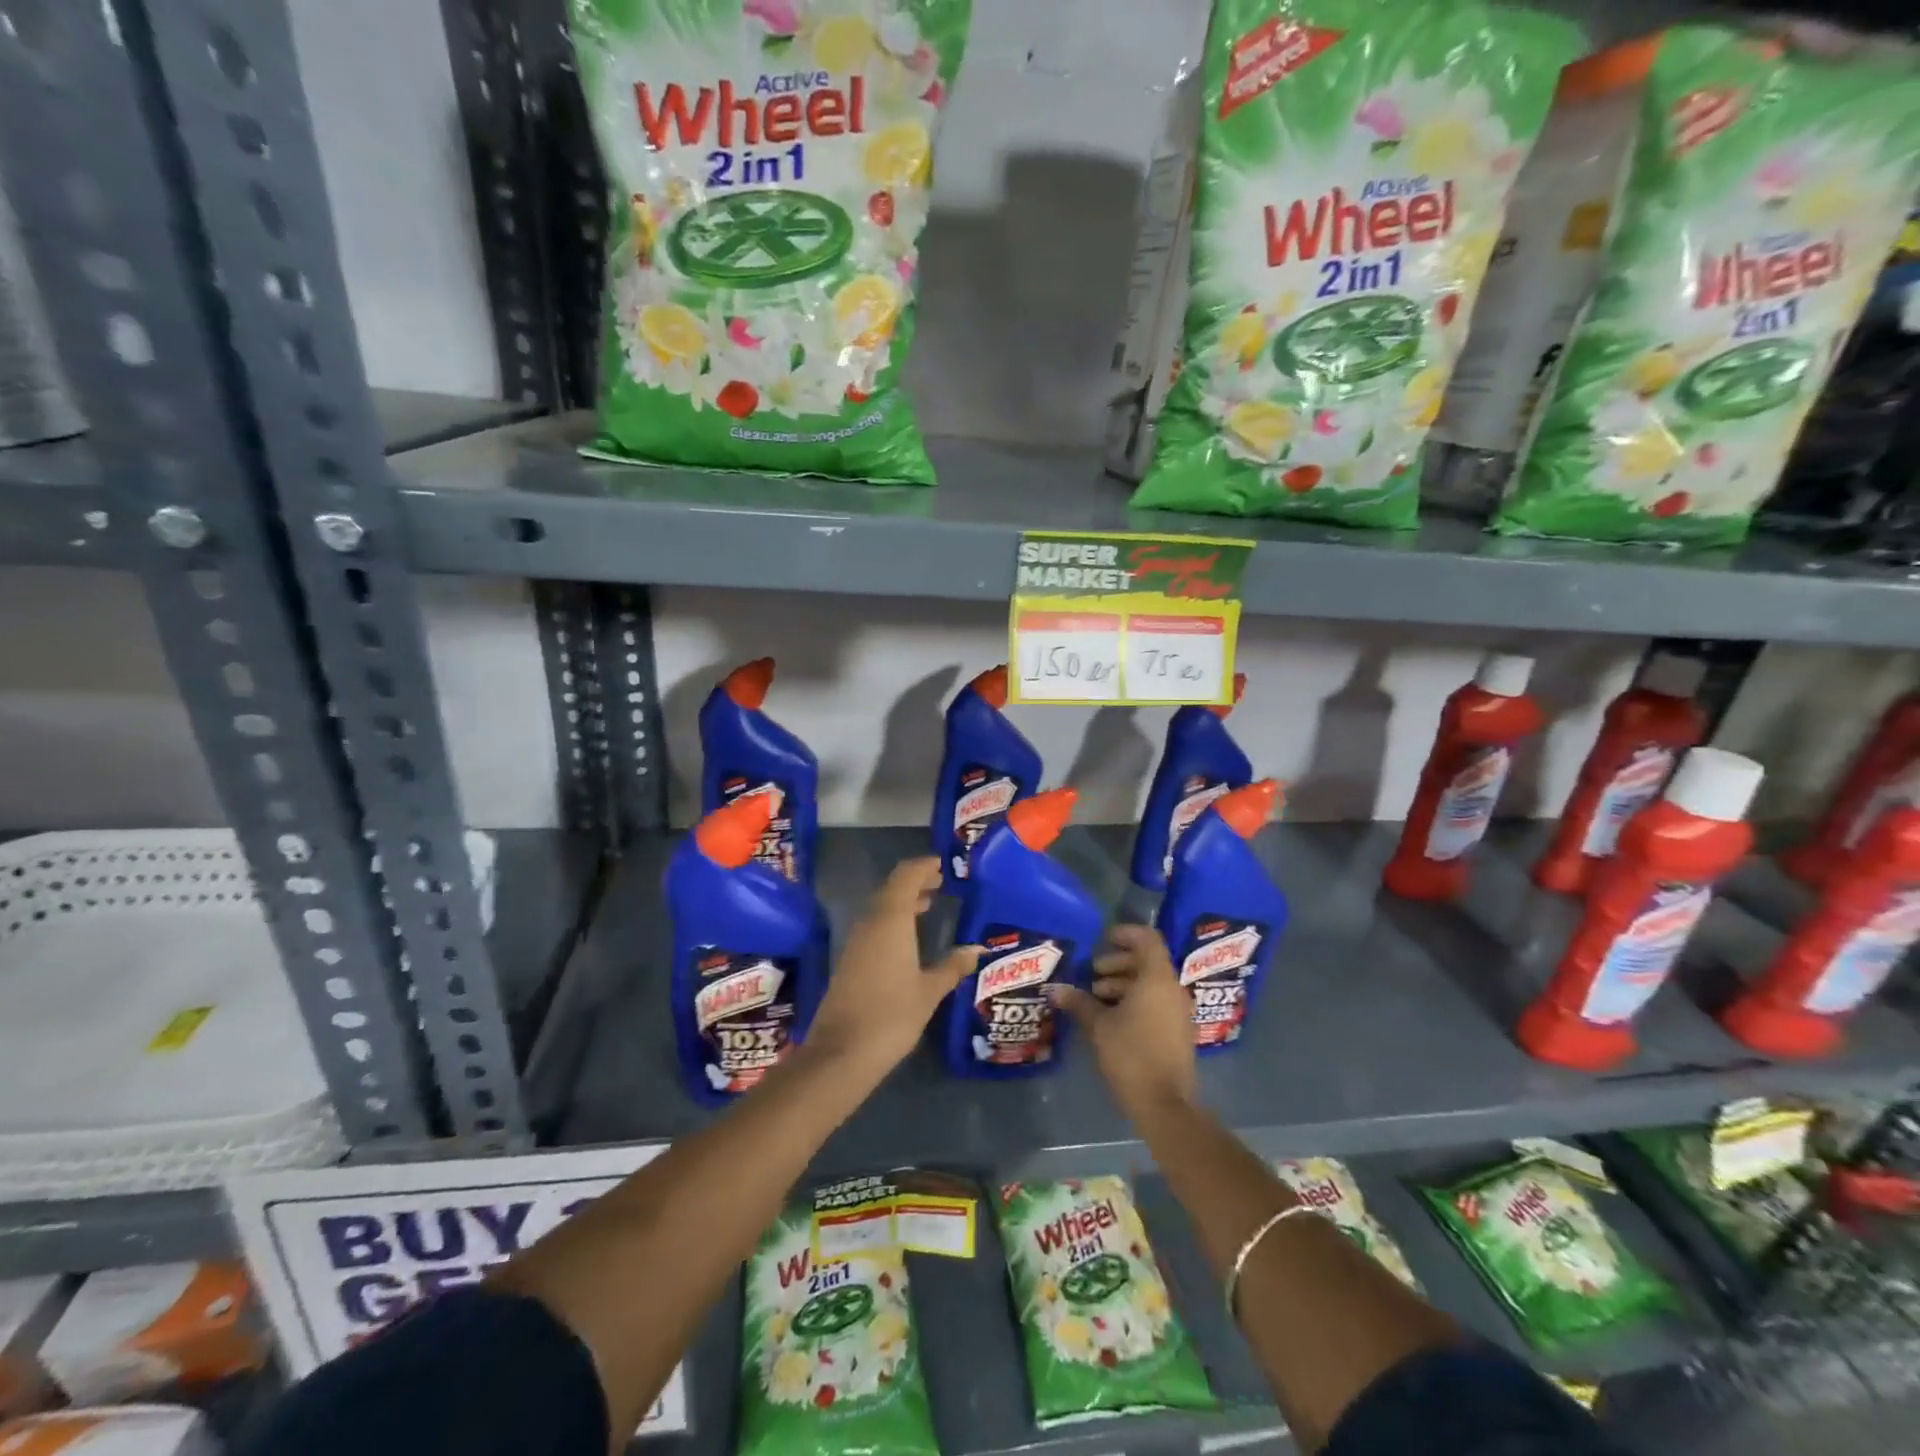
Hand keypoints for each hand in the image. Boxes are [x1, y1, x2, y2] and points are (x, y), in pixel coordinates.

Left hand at [808, 858, 979, 1076]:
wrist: (842, 1052)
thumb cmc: (892, 1015)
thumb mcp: (930, 991)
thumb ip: (952, 966)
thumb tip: (976, 949)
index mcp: (891, 920)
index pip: (905, 877)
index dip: (923, 867)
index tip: (942, 865)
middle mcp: (870, 923)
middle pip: (891, 889)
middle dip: (915, 882)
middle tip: (941, 882)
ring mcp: (857, 941)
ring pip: (881, 907)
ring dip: (903, 901)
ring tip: (929, 904)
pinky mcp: (851, 959)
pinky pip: (874, 926)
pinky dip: (893, 920)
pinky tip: (909, 937)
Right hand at [1050, 924, 1197, 1123]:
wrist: (1165, 1105)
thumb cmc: (1131, 1055)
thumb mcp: (1099, 1026)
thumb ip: (1079, 1002)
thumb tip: (1056, 989)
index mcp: (1157, 979)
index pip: (1147, 939)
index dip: (1125, 934)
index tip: (1102, 941)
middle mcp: (1172, 989)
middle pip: (1146, 961)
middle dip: (1117, 964)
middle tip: (1092, 975)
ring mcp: (1178, 1011)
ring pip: (1150, 984)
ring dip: (1123, 984)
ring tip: (1095, 998)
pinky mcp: (1177, 1031)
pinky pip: (1156, 1002)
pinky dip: (1134, 1001)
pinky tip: (1110, 1017)